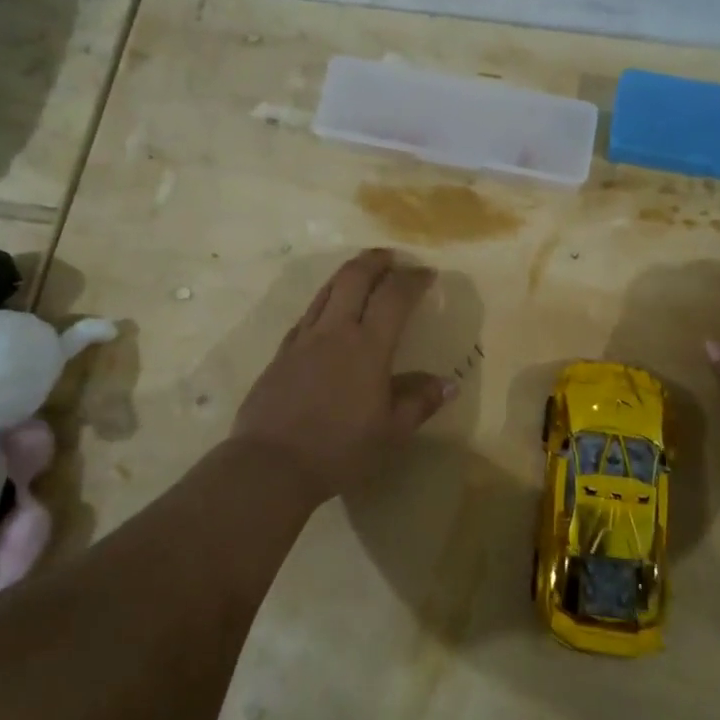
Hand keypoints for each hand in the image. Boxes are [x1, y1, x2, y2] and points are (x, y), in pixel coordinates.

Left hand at [231, 249, 456, 506]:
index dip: (413, 279)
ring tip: (363, 271)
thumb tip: (448, 383)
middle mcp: (335, 331)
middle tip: (392, 256)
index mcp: (367, 347)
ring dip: (349, 273)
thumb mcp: (390, 433)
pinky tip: (329, 311)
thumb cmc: (339, 450)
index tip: (427, 273)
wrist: (271, 463)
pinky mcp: (282, 352)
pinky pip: (308, 313)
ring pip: (327, 289)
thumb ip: (419, 402)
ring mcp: (304, 338)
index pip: (394, 297)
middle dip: (376, 260)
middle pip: (355, 277)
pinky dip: (325, 300)